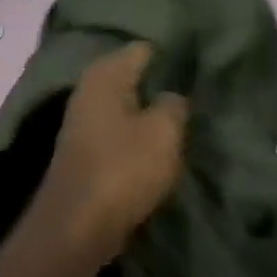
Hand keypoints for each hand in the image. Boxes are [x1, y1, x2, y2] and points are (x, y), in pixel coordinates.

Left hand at [25, 42, 188, 265]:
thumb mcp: (163, 131)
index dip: (172, 55)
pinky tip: (159, 146)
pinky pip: (119, 133)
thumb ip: (174, 104)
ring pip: (127, 107)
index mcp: (105, 75)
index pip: (144, 49)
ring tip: (184, 120)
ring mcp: (83, 123)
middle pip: (133, 77)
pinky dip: (138, 137)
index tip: (199, 63)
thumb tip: (172, 96)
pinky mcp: (86, 152)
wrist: (77, 227)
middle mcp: (89, 91)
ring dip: (150, 113)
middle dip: (161, 84)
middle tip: (197, 92)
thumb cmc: (122, 169)